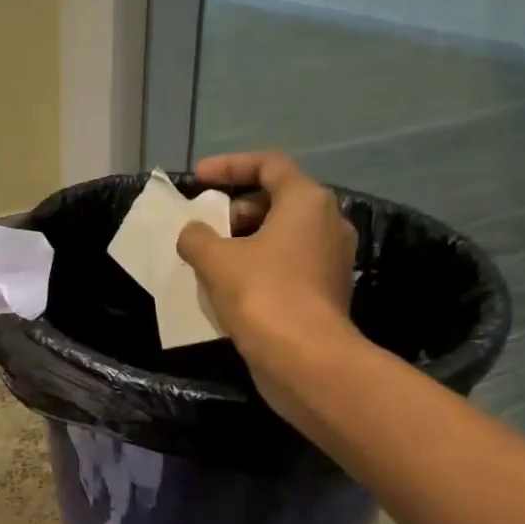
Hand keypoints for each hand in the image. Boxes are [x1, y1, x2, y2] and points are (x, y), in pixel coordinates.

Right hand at [176, 152, 361, 414]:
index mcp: (306, 201)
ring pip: (282, 236)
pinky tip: (229, 287)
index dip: (229, 166)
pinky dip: (258, 266)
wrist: (305, 359)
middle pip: (277, 200)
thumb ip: (197, 236)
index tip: (197, 179)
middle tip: (204, 225)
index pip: (269, 164)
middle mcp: (327, 223)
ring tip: (209, 258)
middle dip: (235, 209)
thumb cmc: (262, 294)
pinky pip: (287, 265)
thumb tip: (193, 233)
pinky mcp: (326, 292)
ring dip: (244, 241)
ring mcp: (331, 260)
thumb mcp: (215, 259)